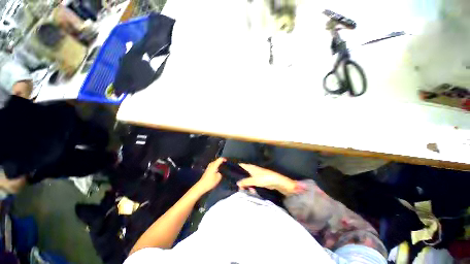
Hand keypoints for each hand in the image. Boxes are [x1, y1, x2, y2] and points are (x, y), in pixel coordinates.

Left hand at [195, 158, 224, 193]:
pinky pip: (212, 166)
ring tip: (221, 165)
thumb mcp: (218, 178)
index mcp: (214, 166)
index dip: (223, 159)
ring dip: (217, 163)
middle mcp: (211, 165)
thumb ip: (220, 174)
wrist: (201, 186)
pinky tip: (217, 169)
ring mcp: (208, 168)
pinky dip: (215, 166)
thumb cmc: (210, 182)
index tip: (227, 160)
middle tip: (224, 162)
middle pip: (216, 160)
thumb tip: (219, 173)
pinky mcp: (207, 171)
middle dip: (220, 160)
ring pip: (213, 163)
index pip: (219, 160)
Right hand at [237, 164, 296, 195]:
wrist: (276, 181)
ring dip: (245, 183)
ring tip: (241, 189)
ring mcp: (255, 175)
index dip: (236, 167)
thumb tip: (237, 183)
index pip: (241, 165)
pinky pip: (251, 182)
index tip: (230, 171)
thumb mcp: (254, 180)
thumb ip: (245, 181)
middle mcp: (252, 170)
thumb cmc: (264, 178)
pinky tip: (249, 190)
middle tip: (235, 184)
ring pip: (247, 178)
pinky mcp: (258, 180)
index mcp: (250, 167)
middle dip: (240, 178)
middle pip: (243, 173)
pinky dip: (249, 185)